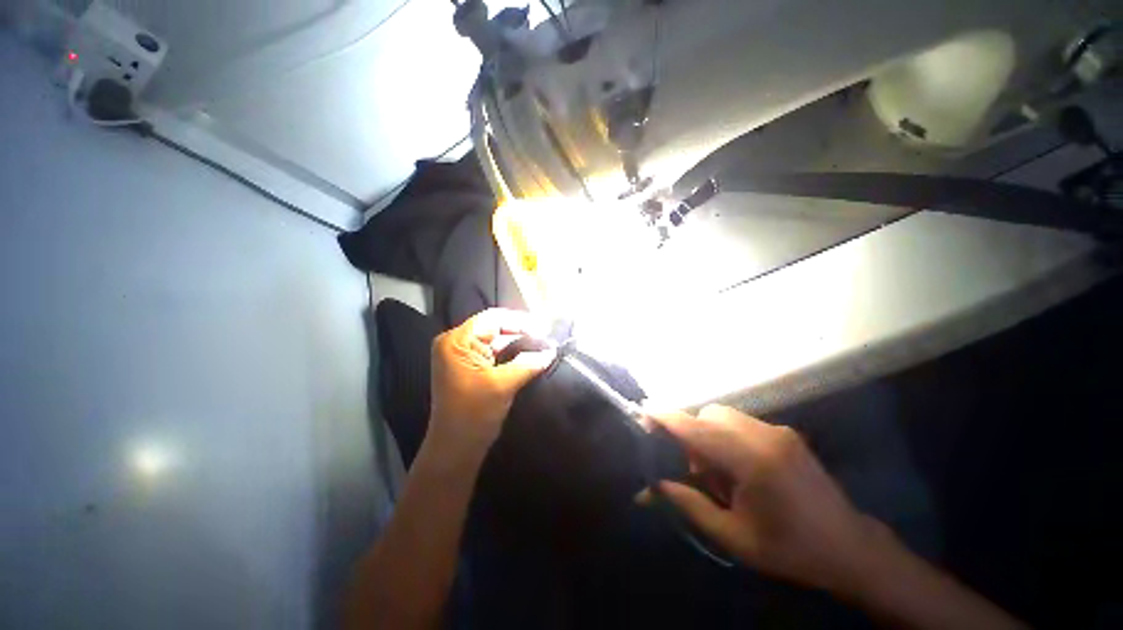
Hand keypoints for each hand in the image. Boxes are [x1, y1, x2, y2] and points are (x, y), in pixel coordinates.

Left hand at [429, 309, 554, 453]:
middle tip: (547, 335)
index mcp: (457, 342)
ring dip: (519, 342)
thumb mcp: (503, 385)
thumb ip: (528, 363)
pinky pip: (494, 352)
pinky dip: (512, 353)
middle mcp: (456, 343)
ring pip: (496, 340)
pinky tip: (530, 353)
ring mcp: (462, 355)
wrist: (455, 450)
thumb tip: (551, 350)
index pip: (493, 319)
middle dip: (521, 331)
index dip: (521, 321)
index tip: (545, 328)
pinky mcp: (470, 367)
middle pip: (494, 327)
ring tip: (542, 342)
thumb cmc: (473, 415)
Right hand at [648, 405, 885, 595]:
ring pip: (723, 414)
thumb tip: (650, 488)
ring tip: (716, 470)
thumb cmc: (791, 550)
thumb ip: (689, 504)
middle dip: (690, 432)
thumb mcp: (733, 538)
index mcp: (752, 462)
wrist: (851, 549)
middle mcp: (764, 435)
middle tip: (691, 467)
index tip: (643, 416)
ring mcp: (778, 431)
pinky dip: (726, 435)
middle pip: (708, 414)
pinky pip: (741, 422)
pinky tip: (737, 466)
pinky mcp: (785, 432)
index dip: (666, 418)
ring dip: (708, 433)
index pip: (696, 428)